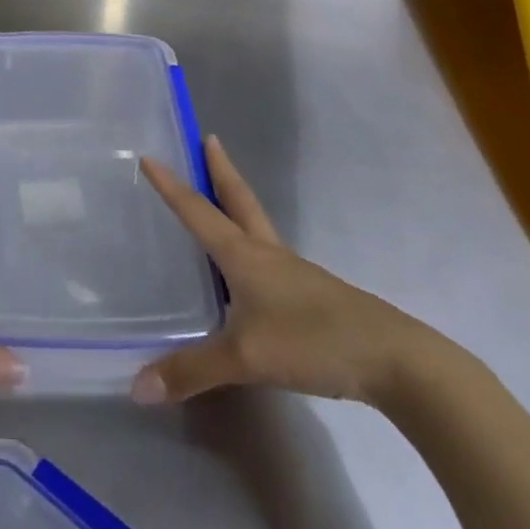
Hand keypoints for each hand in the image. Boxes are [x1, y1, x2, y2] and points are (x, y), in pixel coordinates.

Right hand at [132, 136, 437, 407]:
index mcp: (246, 255)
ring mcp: (293, 273)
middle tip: (208, 140)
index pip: (199, 211)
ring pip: (257, 225)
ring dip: (236, 202)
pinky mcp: (311, 295)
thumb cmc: (313, 341)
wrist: (393, 359)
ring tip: (219, 196)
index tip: (150, 156)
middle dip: (220, 170)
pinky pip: (269, 257)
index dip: (171, 186)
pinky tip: (249, 269)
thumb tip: (136, 388)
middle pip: (239, 200)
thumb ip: (191, 371)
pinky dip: (251, 243)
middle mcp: (267, 253)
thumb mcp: (245, 359)